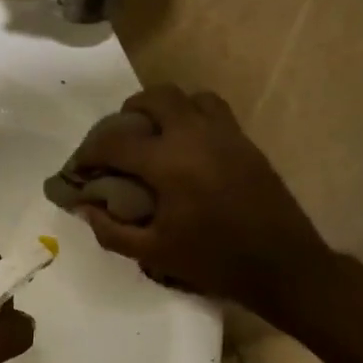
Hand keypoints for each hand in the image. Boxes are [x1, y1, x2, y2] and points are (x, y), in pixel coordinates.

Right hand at [68, 87, 334, 311]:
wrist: (283, 265)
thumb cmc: (214, 261)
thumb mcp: (154, 253)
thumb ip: (111, 230)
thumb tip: (84, 207)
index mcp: (168, 163)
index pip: (115, 141)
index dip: (89, 151)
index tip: (80, 167)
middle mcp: (195, 136)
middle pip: (154, 98)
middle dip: (128, 113)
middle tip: (119, 139)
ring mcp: (225, 134)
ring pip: (188, 97)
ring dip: (164, 108)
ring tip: (155, 134)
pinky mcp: (245, 141)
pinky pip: (213, 110)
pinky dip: (192, 116)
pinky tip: (187, 146)